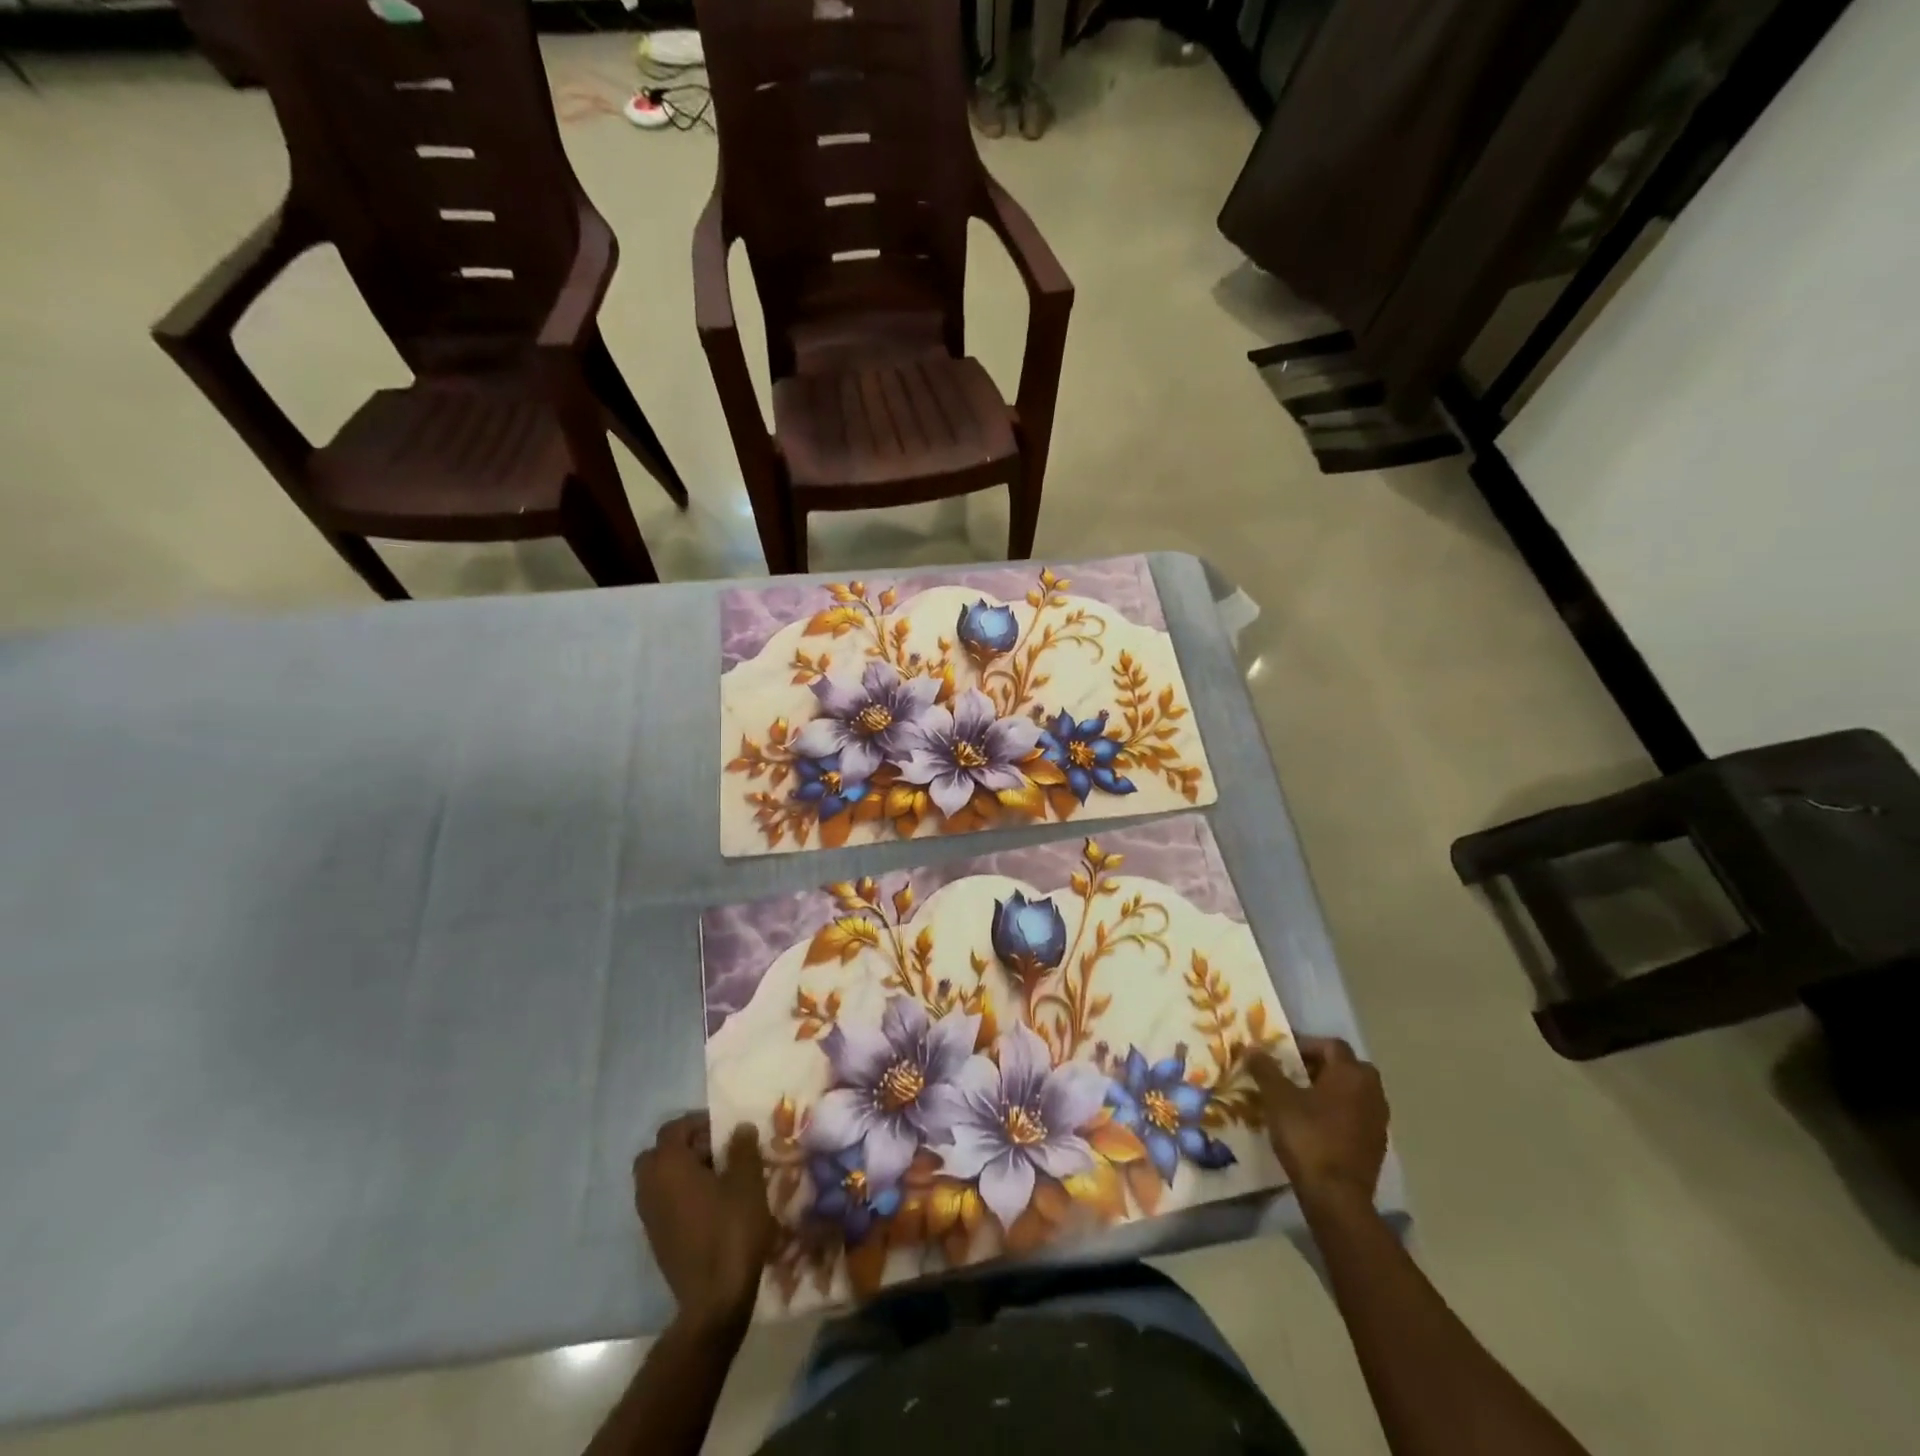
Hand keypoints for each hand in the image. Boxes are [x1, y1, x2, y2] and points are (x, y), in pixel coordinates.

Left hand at [634, 1114, 776, 1326]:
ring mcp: (649, 1217)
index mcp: (668, 1166)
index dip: (699, 1122)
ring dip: (683, 1172)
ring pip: (659, 1179)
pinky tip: (711, 1206)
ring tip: (719, 1178)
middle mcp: (650, 1187)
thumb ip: (742, 1147)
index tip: (725, 1129)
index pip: (673, 1128)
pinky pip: (663, 1202)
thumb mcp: (747, 1181)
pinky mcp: (655, 1239)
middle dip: (685, 1147)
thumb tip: (739, 1128)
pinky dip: (680, 1195)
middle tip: (717, 1151)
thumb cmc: (731, 1229)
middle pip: (659, 1153)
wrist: (714, 1298)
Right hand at [1248, 1037, 1388, 1200]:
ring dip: (1331, 1090)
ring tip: (1301, 1100)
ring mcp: (1378, 1120)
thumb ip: (1265, 1069)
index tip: (1282, 1055)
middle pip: (1346, 1067)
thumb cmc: (1307, 1137)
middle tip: (1294, 1074)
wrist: (1336, 1197)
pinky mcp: (1376, 1145)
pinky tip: (1316, 1125)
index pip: (1331, 1045)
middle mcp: (1372, 1092)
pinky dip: (1339, 1113)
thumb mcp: (1277, 1099)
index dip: (1305, 1044)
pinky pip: (1357, 1115)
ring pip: (1354, 1092)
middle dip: (1321, 1066)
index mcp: (1351, 1074)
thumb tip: (1252, 1047)